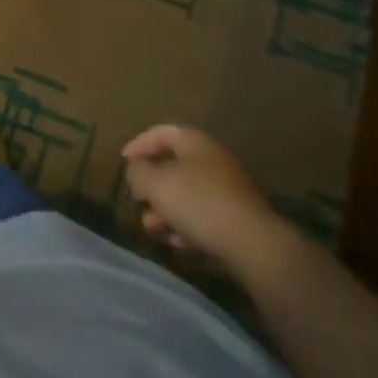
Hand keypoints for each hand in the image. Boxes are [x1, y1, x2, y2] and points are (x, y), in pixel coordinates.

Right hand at [122, 124, 283, 261]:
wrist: (253, 244)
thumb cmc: (198, 202)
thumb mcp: (156, 183)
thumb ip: (138, 172)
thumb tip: (137, 171)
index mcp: (195, 142)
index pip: (161, 133)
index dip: (139, 144)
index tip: (124, 161)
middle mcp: (213, 159)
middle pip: (173, 166)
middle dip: (152, 186)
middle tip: (138, 201)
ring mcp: (228, 189)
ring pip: (187, 194)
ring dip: (166, 210)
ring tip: (153, 228)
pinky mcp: (237, 217)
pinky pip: (204, 215)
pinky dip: (187, 225)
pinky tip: (177, 242)